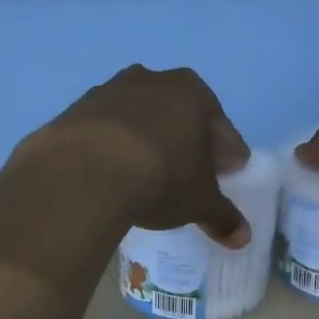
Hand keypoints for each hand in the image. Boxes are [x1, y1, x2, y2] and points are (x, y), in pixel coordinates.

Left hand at [27, 65, 252, 247]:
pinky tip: (111, 174)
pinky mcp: (75, 111)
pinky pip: (104, 131)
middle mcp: (152, 80)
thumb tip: (243, 237)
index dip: (228, 154)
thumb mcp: (199, 202)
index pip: (221, 127)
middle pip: (179, 115)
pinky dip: (112, 148)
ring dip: (147, 141)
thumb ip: (223, 216)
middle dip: (187, 142)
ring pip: (139, 118)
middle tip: (189, 174)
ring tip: (146, 175)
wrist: (84, 173)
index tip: (228, 174)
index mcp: (192, 93)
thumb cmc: (160, 178)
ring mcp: (108, 91)